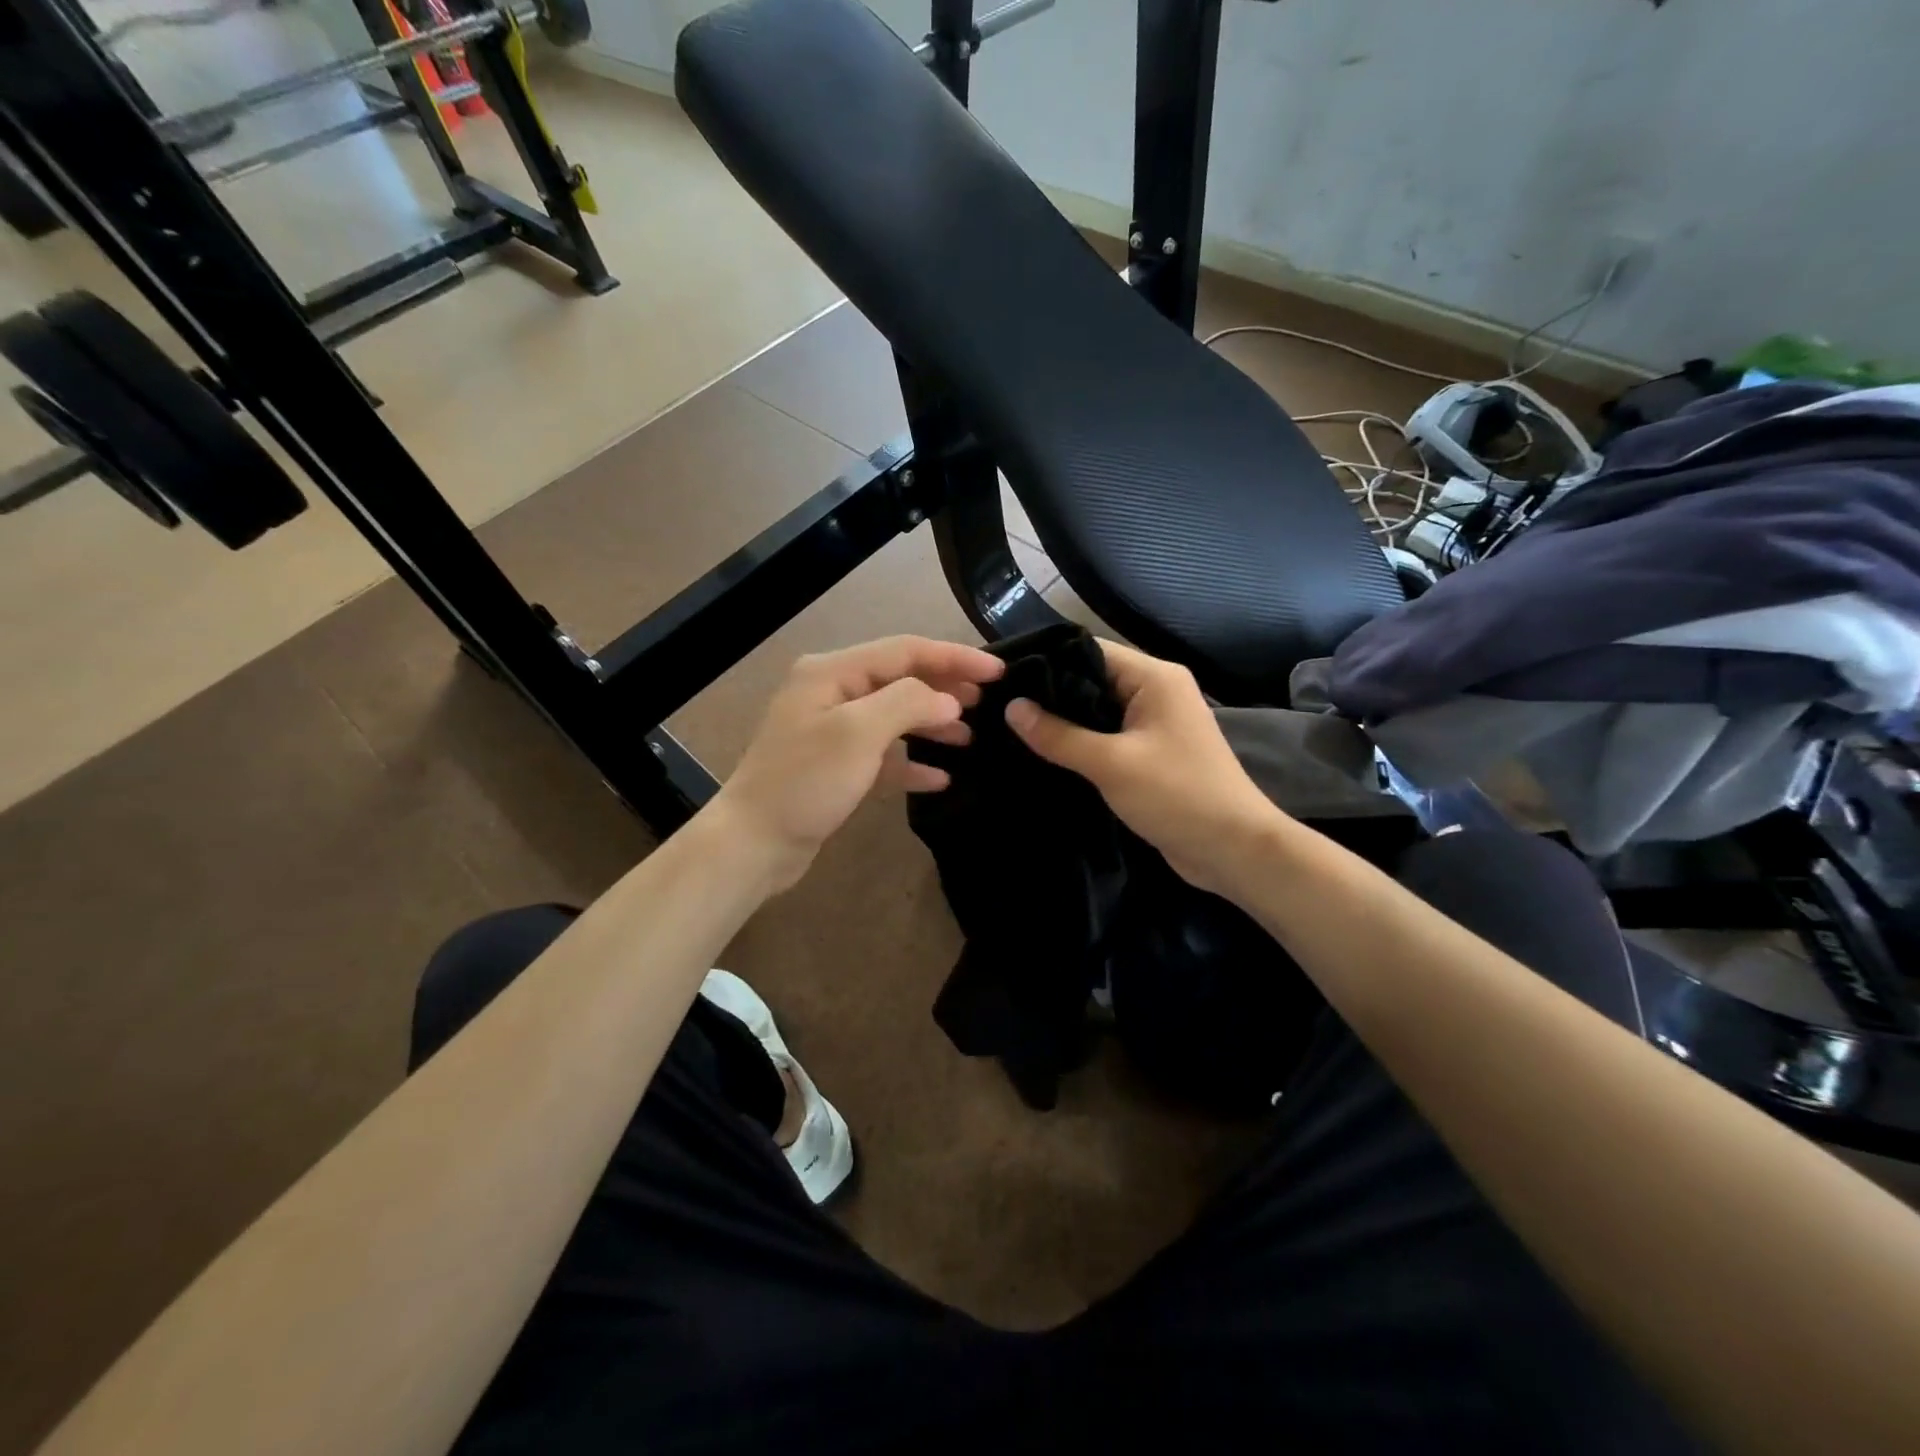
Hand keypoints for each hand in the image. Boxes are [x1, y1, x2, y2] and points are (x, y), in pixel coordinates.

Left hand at [709, 636, 1004, 891]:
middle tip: (987, 701)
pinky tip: (939, 777)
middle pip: (900, 678)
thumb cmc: (805, 782)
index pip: (905, 650)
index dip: (953, 657)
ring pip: (894, 716)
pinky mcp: (835, 766)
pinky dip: (911, 762)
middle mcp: (831, 692)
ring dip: (931, 724)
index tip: (997, 671)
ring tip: (970, 737)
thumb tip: (948, 700)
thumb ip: (908, 704)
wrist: (753, 844)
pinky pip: (882, 754)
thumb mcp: (858, 733)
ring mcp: (832, 730)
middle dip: (944, 687)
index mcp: (832, 672)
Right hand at [1004, 639, 1285, 896]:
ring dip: (1062, 722)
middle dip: (1050, 694)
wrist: (1232, 850)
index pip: (1090, 650)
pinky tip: (1043, 753)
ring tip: (1011, 728)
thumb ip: (1058, 735)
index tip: (1004, 678)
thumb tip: (1011, 707)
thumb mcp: (1111, 763)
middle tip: (998, 706)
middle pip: (1092, 679)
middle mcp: (1155, 692)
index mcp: (1154, 678)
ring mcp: (1154, 724)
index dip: (1047, 661)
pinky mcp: (1149, 754)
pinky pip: (1106, 738)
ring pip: (1096, 712)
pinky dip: (1079, 743)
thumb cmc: (1176, 795)